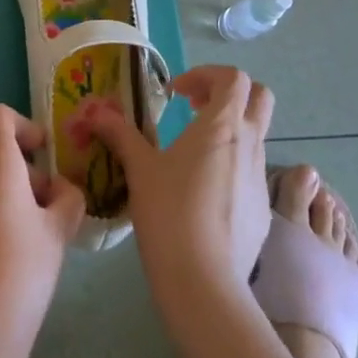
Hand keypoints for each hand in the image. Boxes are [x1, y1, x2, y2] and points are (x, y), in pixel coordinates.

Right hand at [86, 65, 274, 319]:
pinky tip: (202, 194)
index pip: (234, 78)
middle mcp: (250, 144)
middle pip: (260, 97)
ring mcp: (260, 179)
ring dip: (228, 132)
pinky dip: (231, 167)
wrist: (204, 282)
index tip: (177, 94)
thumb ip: (120, 134)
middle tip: (195, 108)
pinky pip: (251, 174)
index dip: (206, 75)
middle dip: (229, 94)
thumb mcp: (139, 168)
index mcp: (223, 125)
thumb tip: (96, 112)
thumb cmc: (169, 212)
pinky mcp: (262, 211)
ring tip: (191, 154)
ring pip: (256, 136)